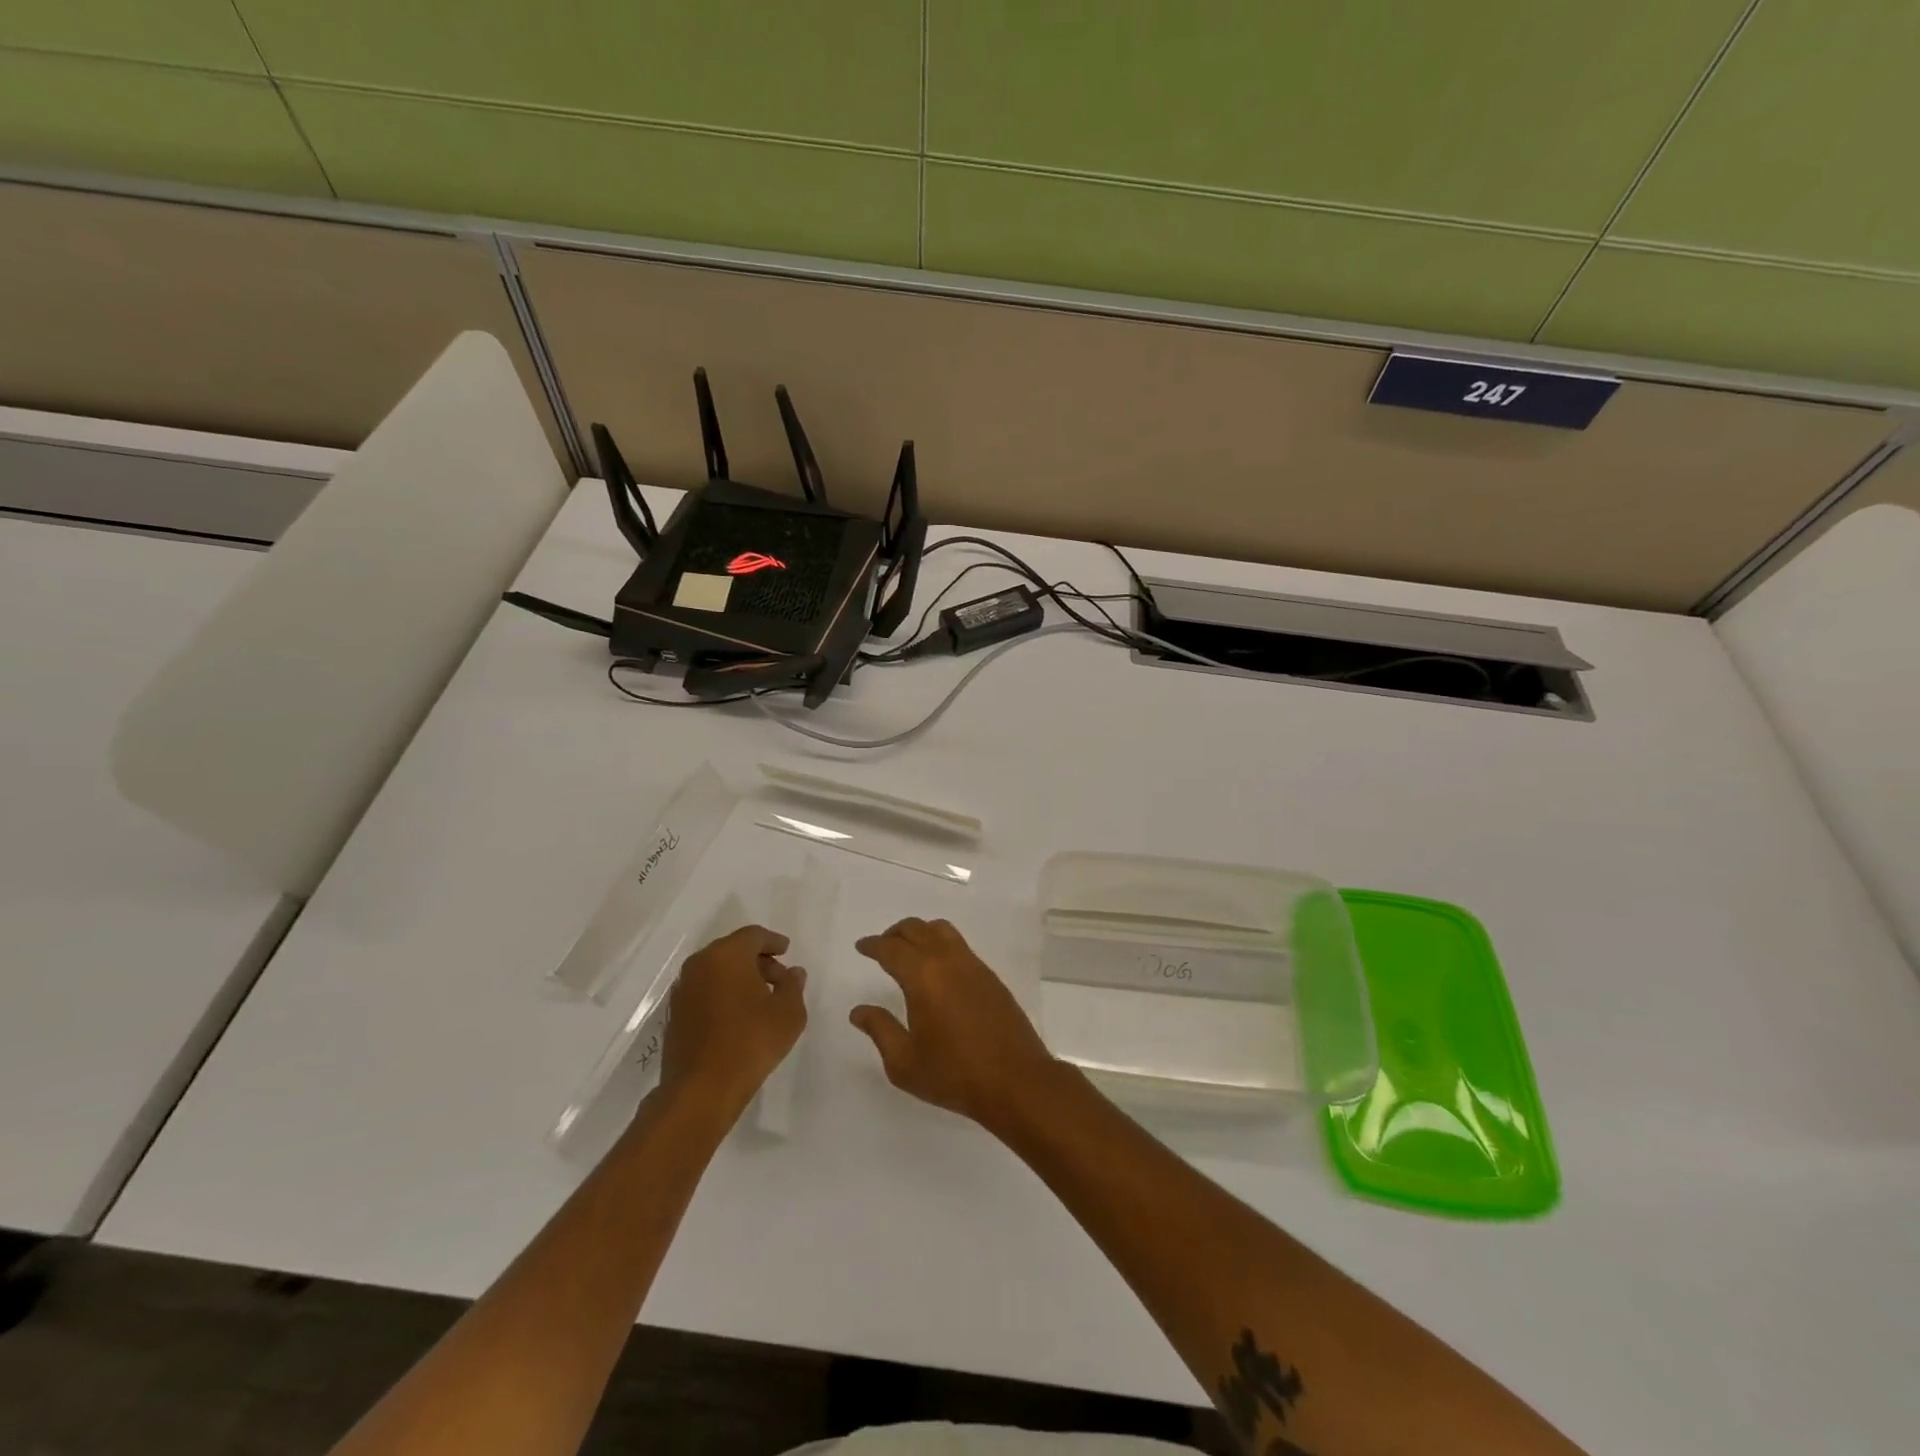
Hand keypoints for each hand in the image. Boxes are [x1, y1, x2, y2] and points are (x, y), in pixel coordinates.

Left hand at [659, 925, 806, 1116]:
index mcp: (726, 955)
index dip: (773, 941)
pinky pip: (704, 991)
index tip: (786, 951)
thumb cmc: (751, 1042)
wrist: (701, 1090)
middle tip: (779, 979)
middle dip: (758, 960)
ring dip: (739, 978)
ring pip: (716, 971)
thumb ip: (793, 986)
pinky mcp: (675, 1014)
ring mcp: (683, 990)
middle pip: (733, 950)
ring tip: (761, 1000)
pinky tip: (739, 1017)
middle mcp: (700, 965)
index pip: (753, 935)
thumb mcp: (788, 1012)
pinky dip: (723, 994)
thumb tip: (793, 973)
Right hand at [851, 918, 1061, 1130]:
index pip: (891, 949)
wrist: (1015, 1080)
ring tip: (908, 951)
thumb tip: (859, 1011)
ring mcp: (973, 965)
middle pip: (917, 929)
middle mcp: (948, 960)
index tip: (862, 947)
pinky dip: (941, 944)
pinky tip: (938, 968)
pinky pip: (959, 945)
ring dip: (920, 933)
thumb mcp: (904, 1062)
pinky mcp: (990, 976)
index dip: (873, 945)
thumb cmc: (954, 1074)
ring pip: (941, 930)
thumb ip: (880, 1030)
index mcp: (923, 976)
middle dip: (894, 934)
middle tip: (881, 947)